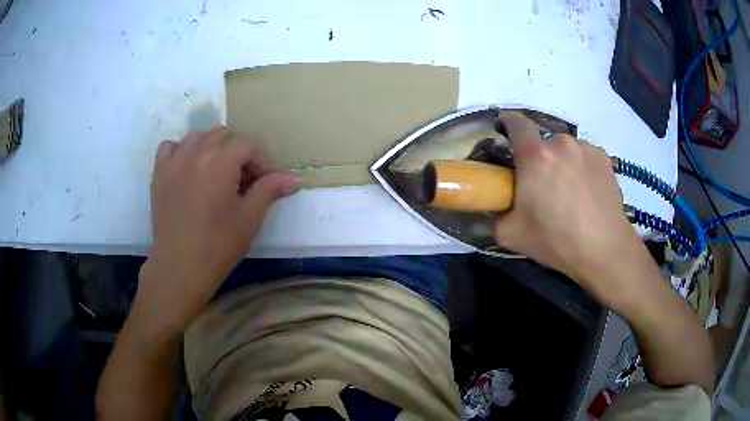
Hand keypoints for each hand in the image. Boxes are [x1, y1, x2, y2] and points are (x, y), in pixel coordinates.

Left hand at [135, 127, 300, 335]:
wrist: (179, 269)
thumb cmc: (218, 247)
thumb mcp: (250, 219)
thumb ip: (270, 190)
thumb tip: (296, 178)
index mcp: (220, 162)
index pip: (248, 144)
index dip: (262, 160)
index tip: (265, 183)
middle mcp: (196, 153)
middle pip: (224, 134)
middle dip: (238, 151)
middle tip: (242, 180)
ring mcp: (174, 161)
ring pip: (198, 136)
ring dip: (212, 147)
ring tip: (216, 172)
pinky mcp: (159, 173)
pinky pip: (170, 146)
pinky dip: (182, 150)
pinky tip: (188, 168)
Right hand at [494, 112, 640, 304]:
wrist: (604, 249)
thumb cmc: (556, 240)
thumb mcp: (511, 234)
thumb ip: (497, 213)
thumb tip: (498, 204)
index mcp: (535, 156)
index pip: (516, 122)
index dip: (507, 123)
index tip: (505, 133)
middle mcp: (561, 143)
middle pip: (542, 142)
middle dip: (539, 159)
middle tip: (543, 186)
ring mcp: (585, 148)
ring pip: (565, 150)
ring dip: (562, 163)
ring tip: (570, 192)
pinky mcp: (603, 158)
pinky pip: (584, 156)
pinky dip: (581, 168)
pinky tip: (587, 193)